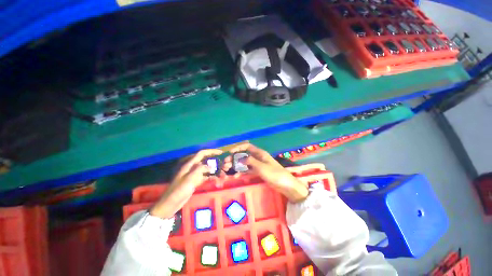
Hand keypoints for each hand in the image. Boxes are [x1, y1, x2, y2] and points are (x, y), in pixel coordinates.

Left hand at [149, 149, 222, 218]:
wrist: (171, 203)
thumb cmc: (179, 190)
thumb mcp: (190, 178)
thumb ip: (200, 169)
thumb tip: (211, 165)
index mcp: (190, 164)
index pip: (202, 154)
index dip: (211, 151)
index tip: (221, 153)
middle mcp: (193, 167)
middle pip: (206, 161)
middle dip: (216, 163)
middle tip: (224, 166)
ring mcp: (194, 174)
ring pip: (207, 169)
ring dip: (215, 171)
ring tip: (223, 175)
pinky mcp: (196, 181)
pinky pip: (206, 176)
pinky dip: (212, 177)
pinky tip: (217, 180)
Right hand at [225, 143, 307, 202]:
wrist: (285, 185)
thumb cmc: (275, 174)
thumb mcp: (262, 167)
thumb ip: (251, 162)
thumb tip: (239, 158)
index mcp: (260, 153)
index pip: (247, 147)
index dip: (238, 148)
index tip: (230, 152)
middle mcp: (257, 157)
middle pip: (244, 155)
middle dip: (234, 158)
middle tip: (226, 164)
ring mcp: (257, 165)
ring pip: (244, 163)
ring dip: (236, 166)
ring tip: (228, 170)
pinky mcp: (258, 172)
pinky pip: (248, 170)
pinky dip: (242, 172)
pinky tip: (236, 176)